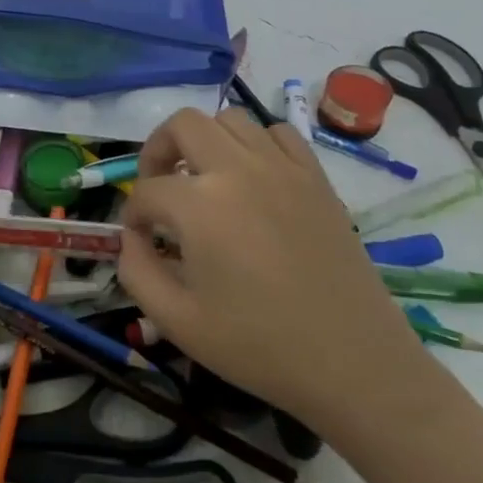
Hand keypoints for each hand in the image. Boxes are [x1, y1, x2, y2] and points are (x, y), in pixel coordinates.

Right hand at [116, 107, 426, 438]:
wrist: (352, 362)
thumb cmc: (258, 346)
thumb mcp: (176, 321)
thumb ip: (136, 271)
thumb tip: (131, 239)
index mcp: (200, 205)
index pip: (147, 191)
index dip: (133, 217)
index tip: (140, 242)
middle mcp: (239, 169)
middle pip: (183, 124)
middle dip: (158, 150)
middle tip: (159, 187)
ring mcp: (283, 168)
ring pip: (231, 119)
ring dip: (206, 141)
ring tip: (204, 179)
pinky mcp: (316, 178)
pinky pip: (278, 133)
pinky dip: (255, 144)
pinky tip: (252, 178)